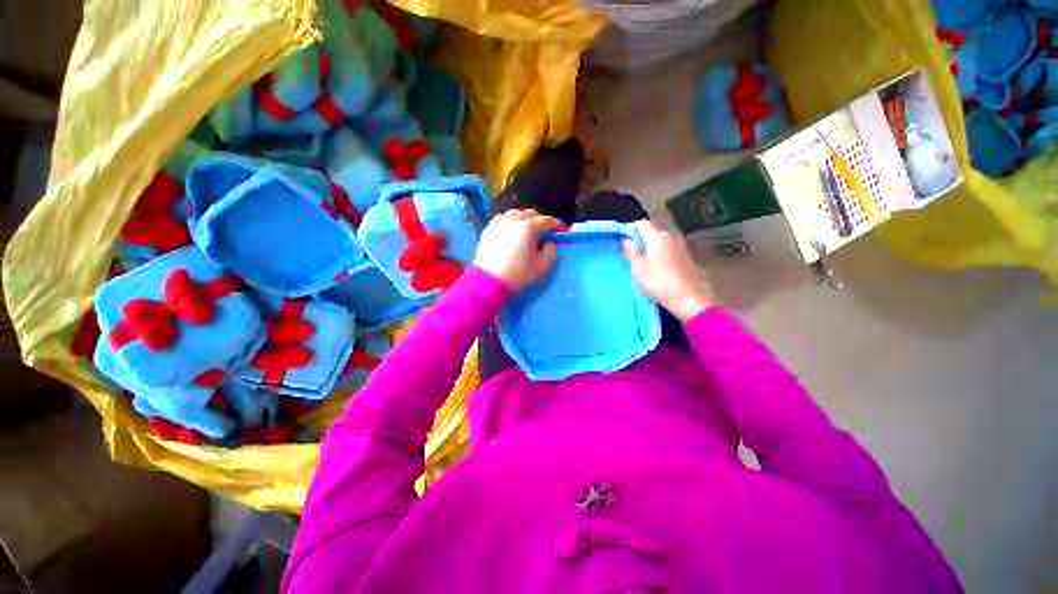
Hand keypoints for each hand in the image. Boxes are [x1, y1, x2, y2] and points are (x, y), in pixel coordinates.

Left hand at [474, 209, 563, 290]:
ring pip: (516, 213)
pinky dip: (510, 220)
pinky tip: (511, 227)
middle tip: (545, 231)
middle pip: (531, 213)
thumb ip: (551, 251)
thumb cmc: (518, 274)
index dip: (556, 224)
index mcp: (529, 228)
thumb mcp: (542, 266)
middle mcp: (514, 219)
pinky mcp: (489, 228)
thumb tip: (550, 243)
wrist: (489, 280)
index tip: (561, 229)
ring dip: (525, 218)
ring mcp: (500, 222)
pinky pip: (503, 218)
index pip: (547, 220)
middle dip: (541, 220)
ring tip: (528, 227)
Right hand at [622, 220, 713, 321]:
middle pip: (650, 230)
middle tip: (627, 253)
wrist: (688, 298)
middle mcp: (670, 236)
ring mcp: (679, 245)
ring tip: (639, 260)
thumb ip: (631, 251)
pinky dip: (657, 251)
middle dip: (637, 238)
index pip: (640, 224)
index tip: (620, 241)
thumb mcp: (638, 268)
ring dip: (647, 245)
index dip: (629, 229)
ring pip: (658, 239)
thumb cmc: (659, 283)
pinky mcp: (683, 255)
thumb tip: (625, 239)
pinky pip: (666, 247)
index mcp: (657, 237)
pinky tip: (653, 266)